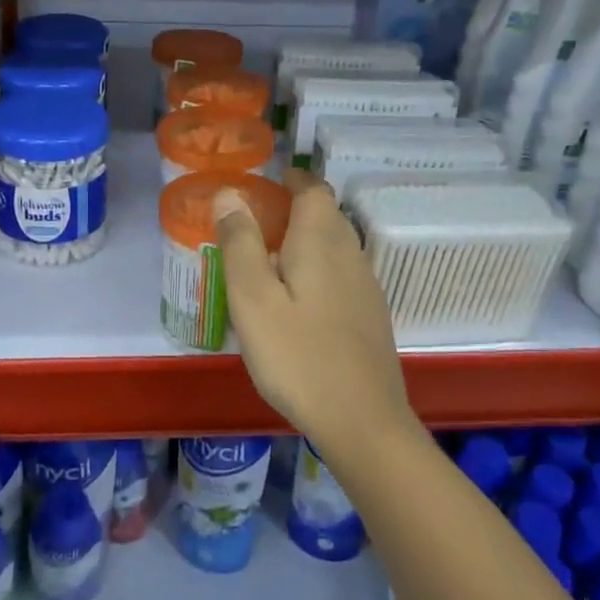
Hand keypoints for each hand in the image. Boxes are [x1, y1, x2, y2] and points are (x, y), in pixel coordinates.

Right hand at [213, 170, 418, 448]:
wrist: (362, 420)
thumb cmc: (298, 356)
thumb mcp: (253, 299)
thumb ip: (240, 244)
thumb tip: (229, 194)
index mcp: (321, 241)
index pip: (313, 189)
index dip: (292, 179)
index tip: (266, 183)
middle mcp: (350, 254)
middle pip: (328, 215)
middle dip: (296, 208)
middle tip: (258, 223)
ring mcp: (366, 287)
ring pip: (337, 245)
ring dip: (308, 240)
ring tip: (272, 261)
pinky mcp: (370, 316)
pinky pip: (343, 274)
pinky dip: (319, 269)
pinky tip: (300, 301)